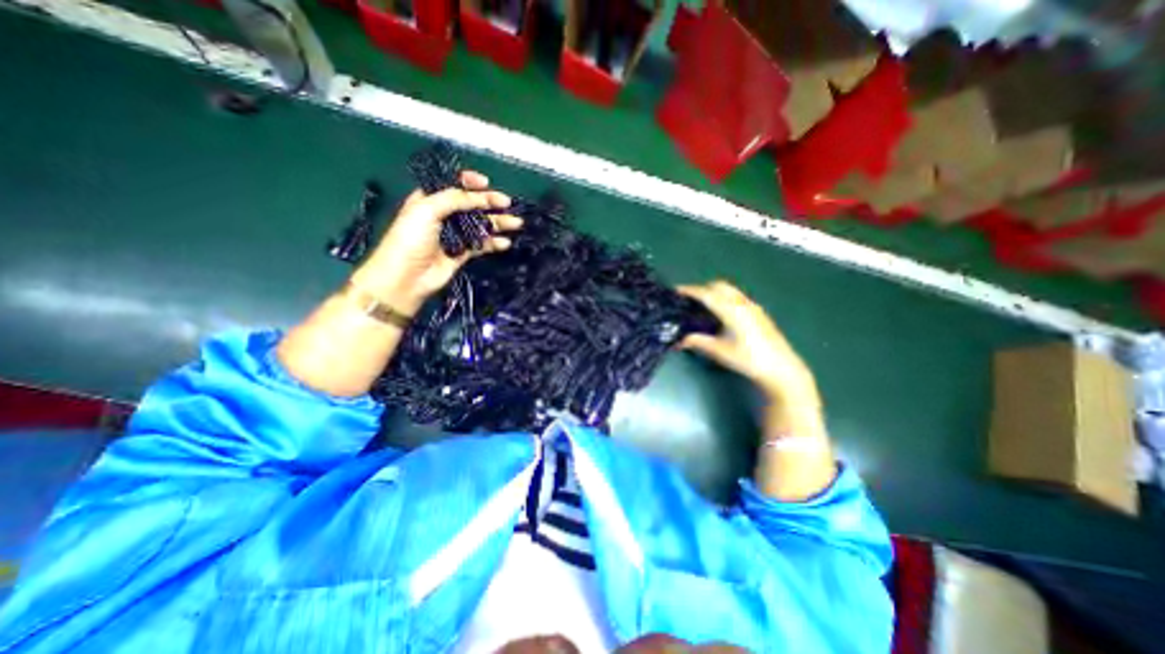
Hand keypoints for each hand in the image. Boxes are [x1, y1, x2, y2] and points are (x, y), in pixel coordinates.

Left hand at [350, 169, 522, 314]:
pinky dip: (494, 243)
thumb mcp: (427, 209)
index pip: (453, 184)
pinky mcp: (463, 253)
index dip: (470, 181)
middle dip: (490, 201)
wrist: (406, 277)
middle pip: (472, 203)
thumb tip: (482, 197)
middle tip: (507, 203)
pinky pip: (482, 244)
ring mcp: (455, 234)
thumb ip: (455, 199)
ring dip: (498, 222)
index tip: (485, 183)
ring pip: (481, 224)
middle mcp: (444, 214)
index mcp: (431, 199)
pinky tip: (505, 243)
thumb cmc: (411, 239)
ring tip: (515, 223)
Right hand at [674, 278, 816, 406]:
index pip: (706, 294)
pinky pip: (737, 297)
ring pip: (729, 290)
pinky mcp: (758, 313)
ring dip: (714, 292)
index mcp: (731, 310)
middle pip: (719, 286)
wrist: (781, 368)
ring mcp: (752, 306)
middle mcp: (742, 303)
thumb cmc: (748, 359)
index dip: (690, 290)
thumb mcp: (719, 351)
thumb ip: (698, 342)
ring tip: (702, 306)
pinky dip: (724, 298)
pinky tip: (721, 314)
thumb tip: (679, 340)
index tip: (676, 291)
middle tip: (688, 299)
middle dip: (702, 289)